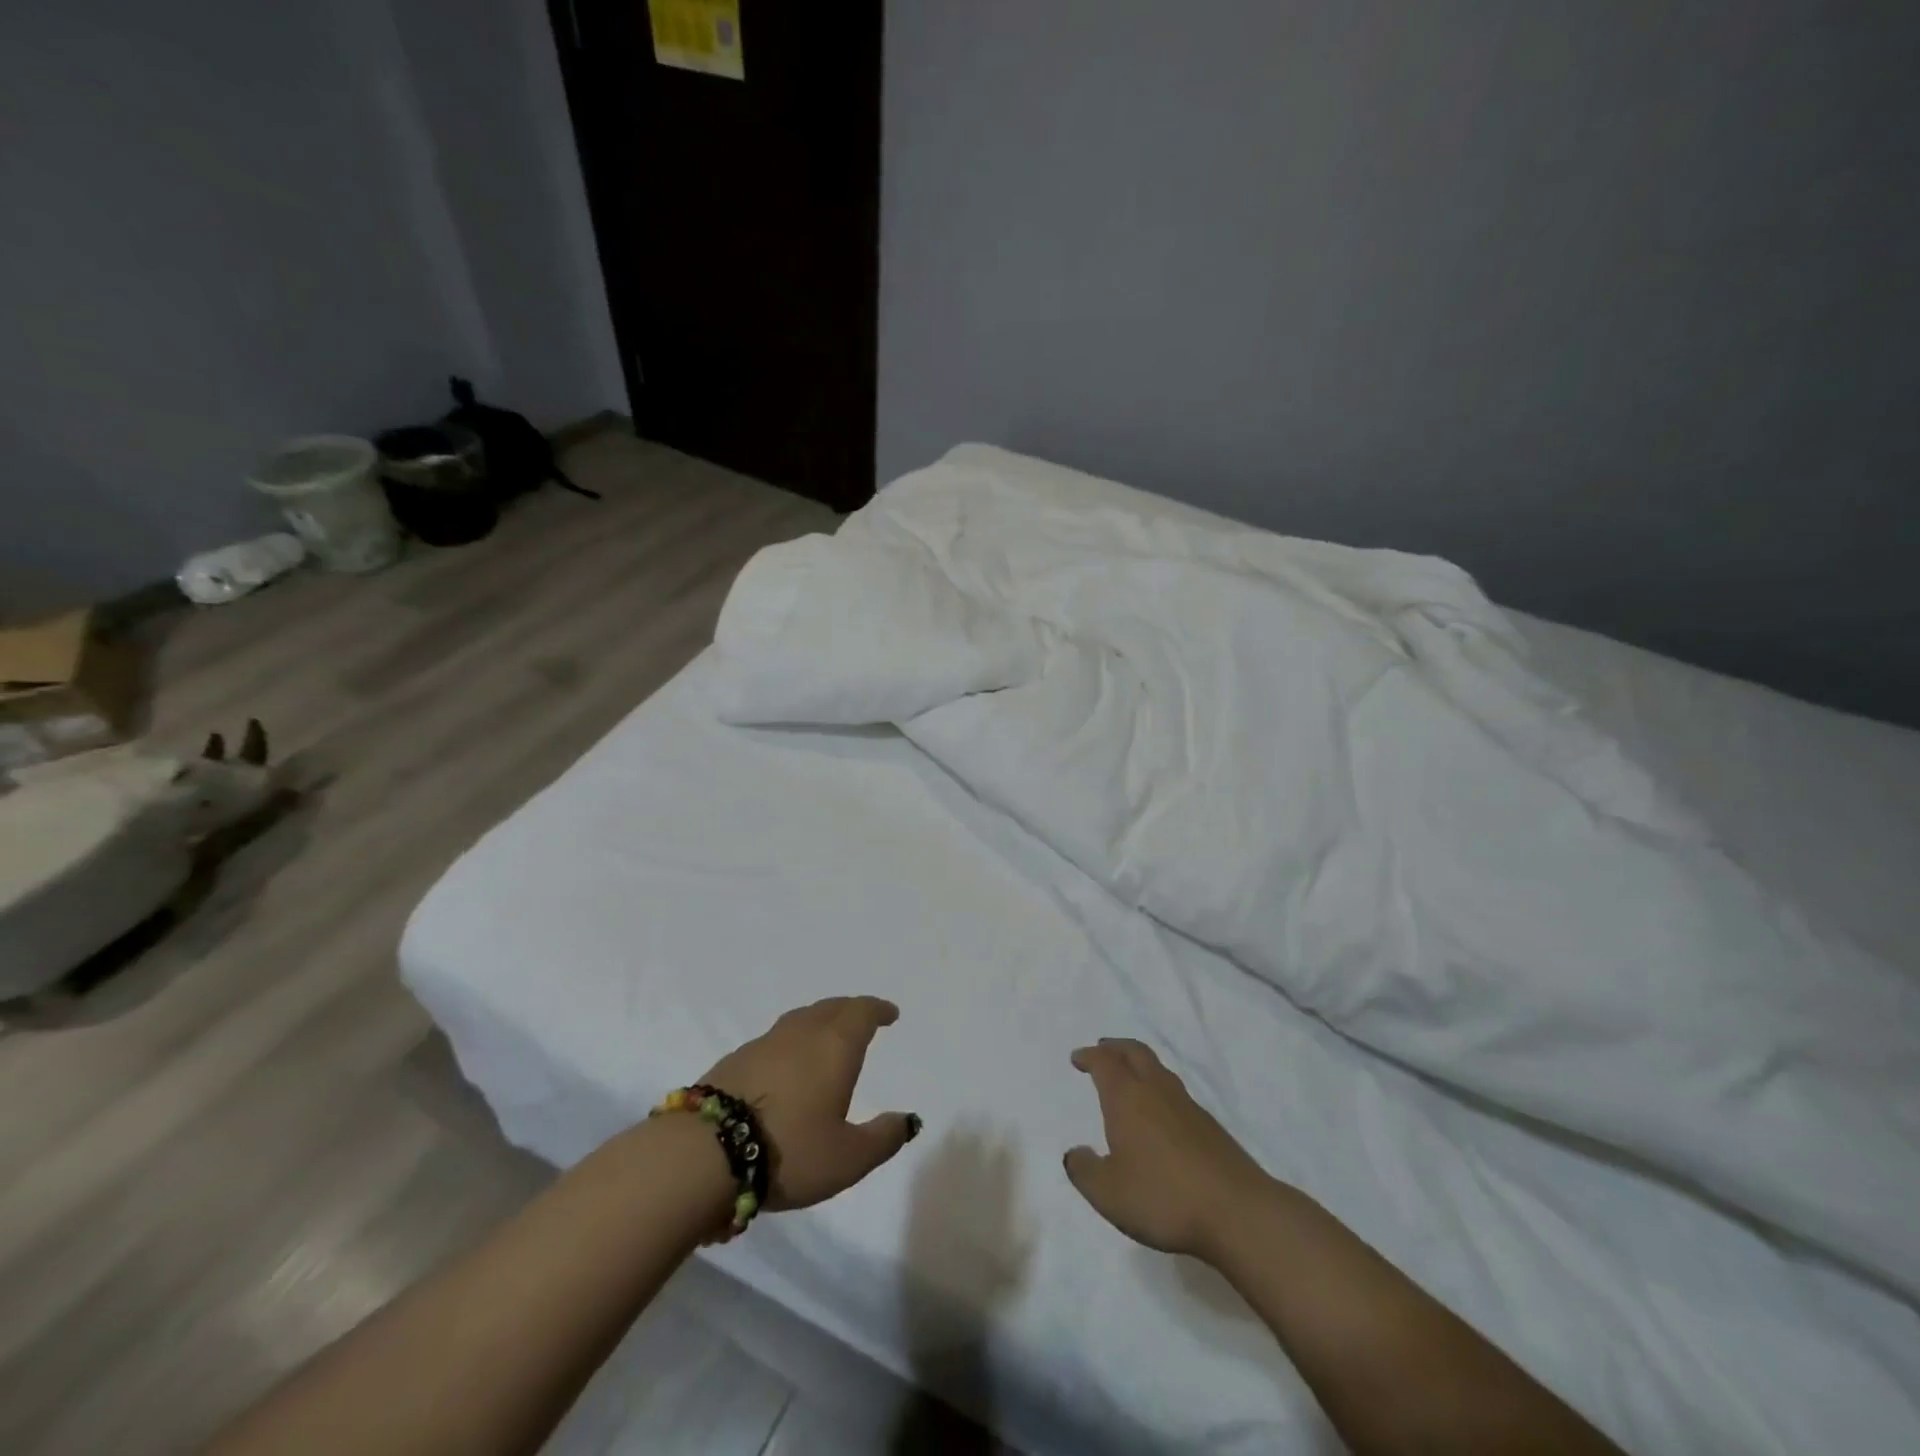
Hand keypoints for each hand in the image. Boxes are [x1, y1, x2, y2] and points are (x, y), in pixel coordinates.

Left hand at [700, 996, 920, 1211]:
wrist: (704, 1153)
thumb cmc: (790, 1150)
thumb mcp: (848, 1158)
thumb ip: (882, 1138)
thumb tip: (907, 1120)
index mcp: (835, 1045)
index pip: (862, 1012)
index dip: (878, 1010)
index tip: (889, 1014)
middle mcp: (802, 1033)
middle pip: (831, 1008)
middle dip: (851, 1010)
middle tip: (862, 1020)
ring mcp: (764, 1043)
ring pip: (800, 1019)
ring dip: (819, 1022)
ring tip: (825, 1039)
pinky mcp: (735, 1059)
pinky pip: (775, 1039)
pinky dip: (791, 1042)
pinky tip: (786, 1065)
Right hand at [1064, 1038, 1272, 1259]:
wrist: (1238, 1212)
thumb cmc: (1164, 1197)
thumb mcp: (1109, 1194)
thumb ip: (1085, 1171)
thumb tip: (1074, 1153)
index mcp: (1127, 1098)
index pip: (1105, 1063)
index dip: (1090, 1056)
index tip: (1078, 1057)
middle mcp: (1156, 1091)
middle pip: (1135, 1053)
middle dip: (1116, 1047)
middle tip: (1103, 1049)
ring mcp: (1187, 1106)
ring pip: (1158, 1069)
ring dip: (1139, 1064)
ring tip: (1129, 1075)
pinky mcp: (1210, 1126)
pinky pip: (1175, 1092)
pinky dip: (1159, 1088)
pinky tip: (1159, 1112)